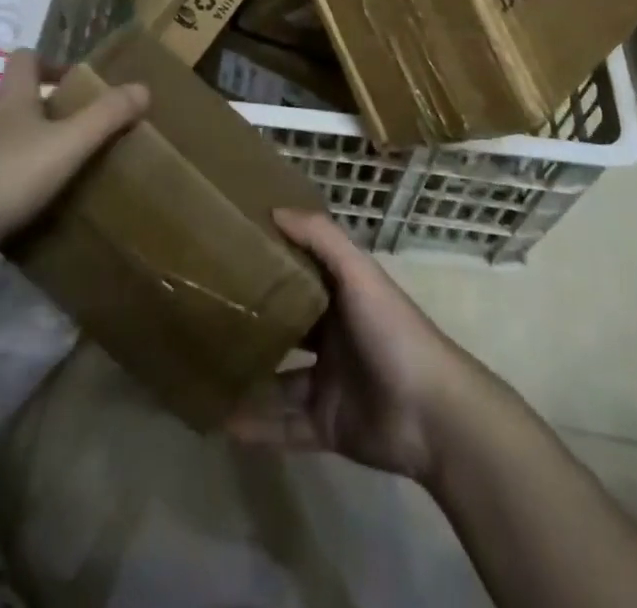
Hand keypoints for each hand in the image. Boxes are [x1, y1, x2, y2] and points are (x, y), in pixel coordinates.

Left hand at [0, 49, 146, 257]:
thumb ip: (106, 118)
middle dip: (12, 101)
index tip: (68, 81)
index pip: (22, 61)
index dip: (45, 63)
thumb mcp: (68, 145)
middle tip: (43, 121)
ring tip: (29, 163)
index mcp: (11, 103)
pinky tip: (9, 204)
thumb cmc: (7, 176)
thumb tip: (143, 87)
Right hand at [226, 209, 483, 480]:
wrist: (431, 414)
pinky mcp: (327, 426)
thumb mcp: (358, 273)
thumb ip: (321, 238)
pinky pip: (284, 426)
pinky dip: (256, 426)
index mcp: (343, 298)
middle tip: (206, 317)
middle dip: (255, 324)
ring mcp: (330, 384)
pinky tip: (221, 422)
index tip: (230, 254)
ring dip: (249, 379)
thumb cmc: (391, 330)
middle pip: (288, 328)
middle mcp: (334, 337)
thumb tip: (274, 209)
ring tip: (205, 372)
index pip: (301, 276)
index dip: (272, 265)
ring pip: (279, 380)